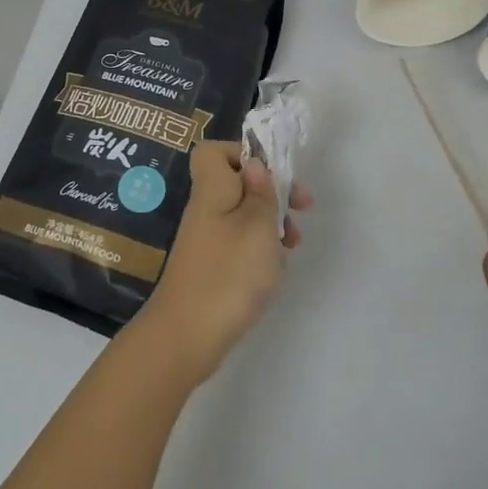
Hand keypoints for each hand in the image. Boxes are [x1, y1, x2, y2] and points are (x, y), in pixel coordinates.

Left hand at [136, 142, 311, 384]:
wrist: (186, 337)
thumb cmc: (228, 274)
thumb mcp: (258, 226)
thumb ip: (262, 192)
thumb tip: (254, 163)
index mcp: (213, 190)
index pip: (214, 151)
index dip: (243, 152)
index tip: (273, 172)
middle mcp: (206, 210)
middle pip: (237, 183)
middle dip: (272, 192)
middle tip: (302, 208)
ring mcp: (206, 240)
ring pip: (243, 215)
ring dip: (272, 224)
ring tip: (292, 245)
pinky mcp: (211, 267)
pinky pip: (239, 244)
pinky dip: (260, 250)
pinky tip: (274, 269)